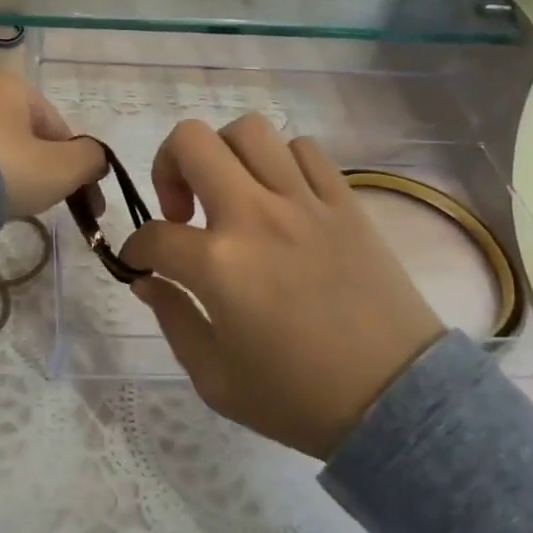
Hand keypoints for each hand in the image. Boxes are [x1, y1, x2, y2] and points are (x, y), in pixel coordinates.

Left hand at [0, 73, 106, 218]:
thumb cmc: (4, 169)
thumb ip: (90, 160)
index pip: (58, 129)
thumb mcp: (61, 168)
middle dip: (38, 169)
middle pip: (23, 136)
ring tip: (3, 206)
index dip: (75, 167)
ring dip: (5, 173)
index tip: (83, 203)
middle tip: (41, 204)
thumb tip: (97, 159)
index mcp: (14, 87)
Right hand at [119, 115, 446, 458]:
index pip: (154, 235)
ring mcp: (304, 201)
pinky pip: (304, 149)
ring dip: (224, 155)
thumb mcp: (215, 379)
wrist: (395, 401)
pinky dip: (281, 161)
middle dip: (166, 166)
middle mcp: (255, 215)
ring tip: (230, 193)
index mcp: (219, 265)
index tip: (144, 263)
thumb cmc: (298, 398)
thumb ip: (172, 319)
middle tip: (180, 209)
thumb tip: (148, 280)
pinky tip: (280, 196)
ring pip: (249, 130)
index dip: (137, 249)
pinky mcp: (344, 201)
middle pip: (191, 142)